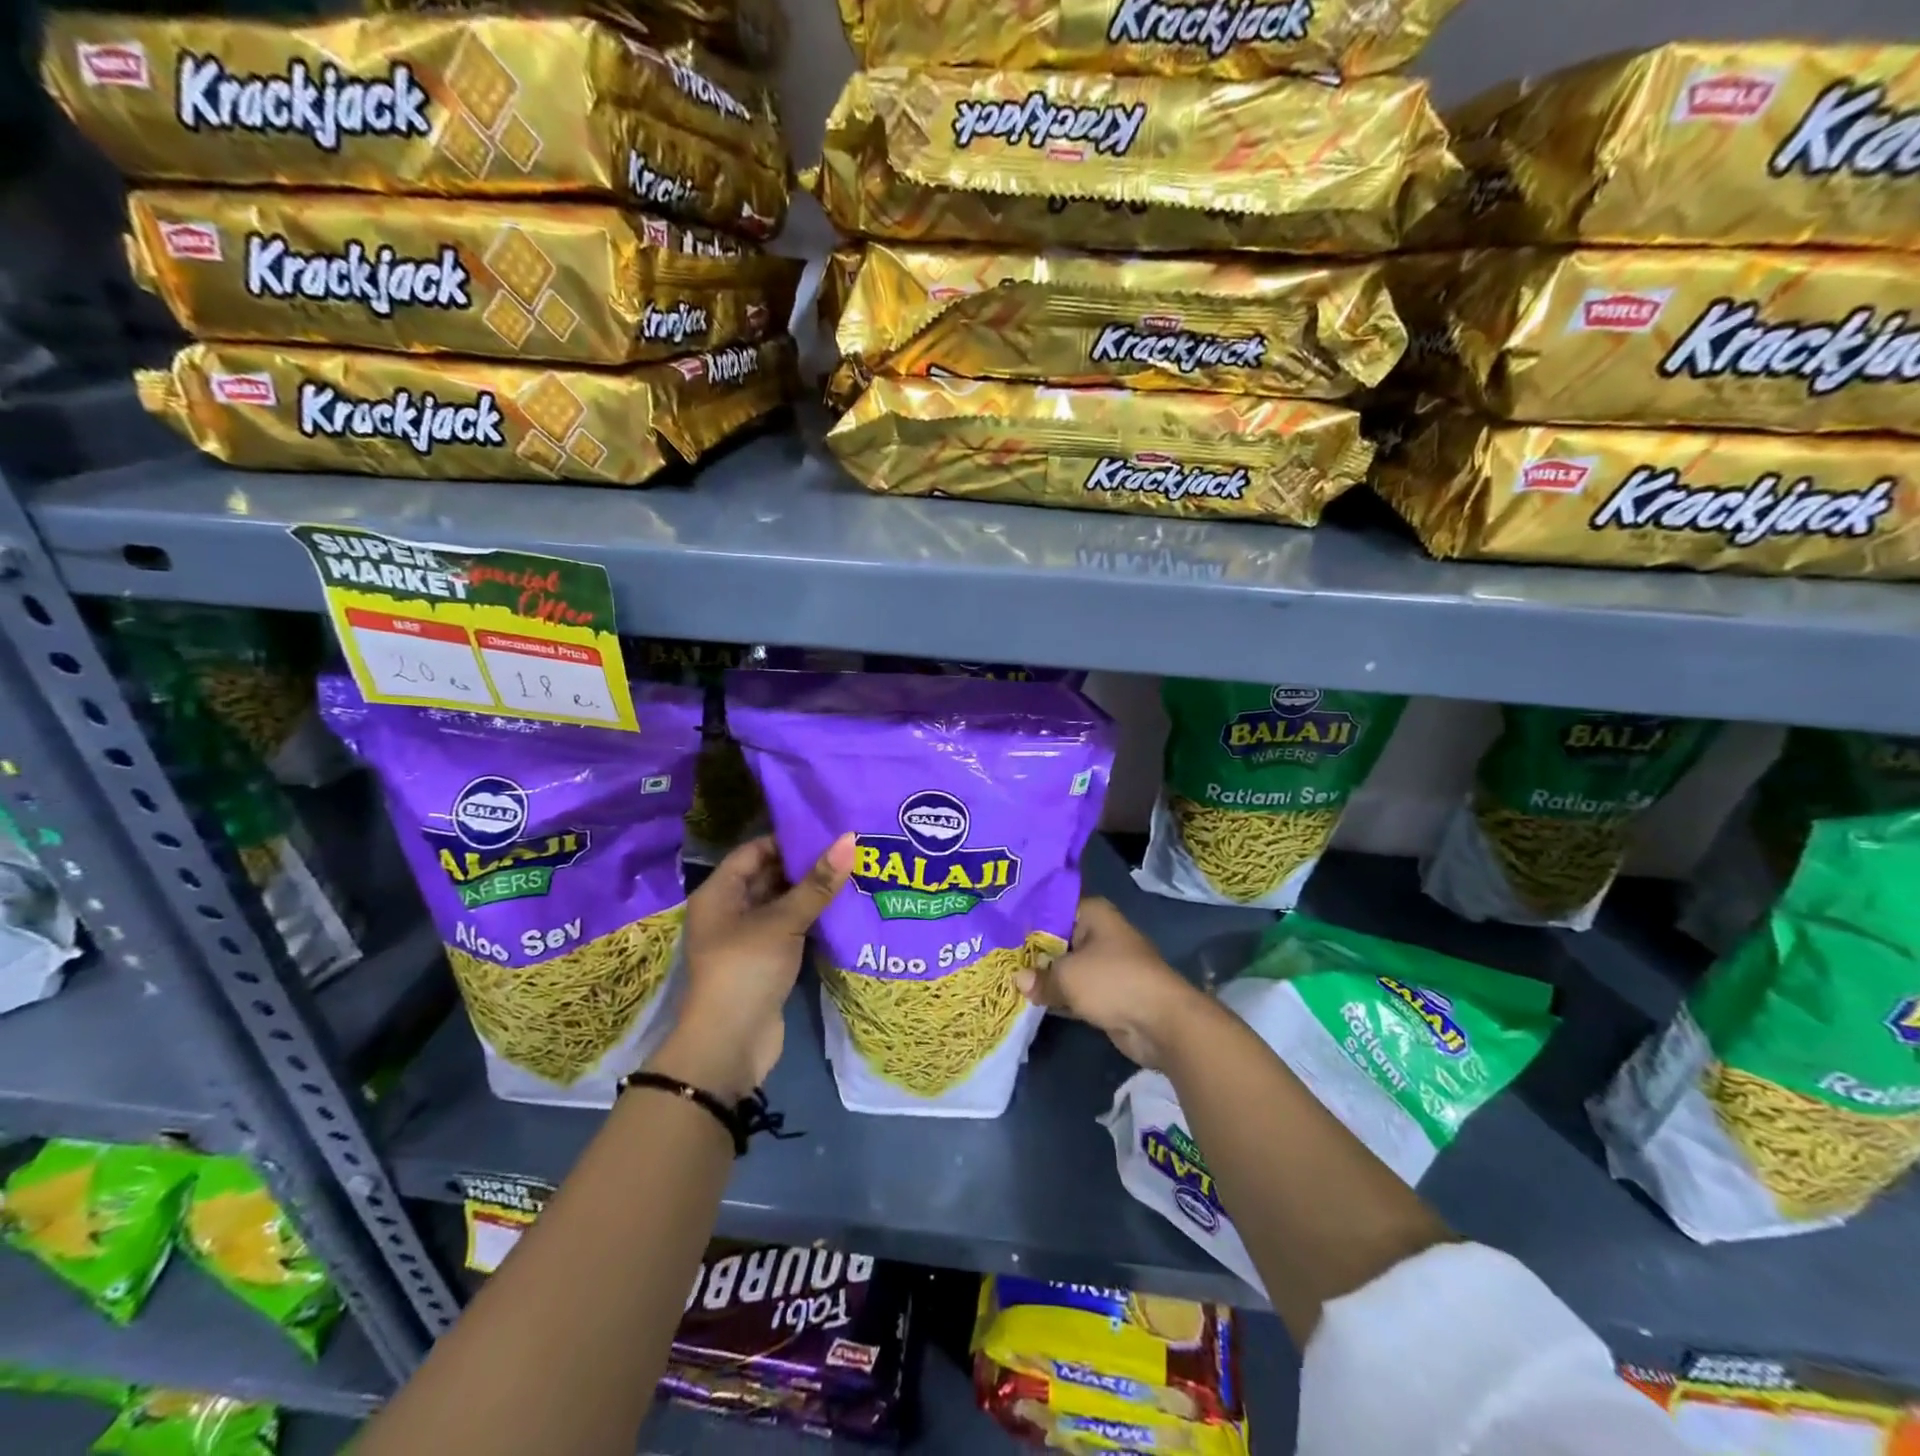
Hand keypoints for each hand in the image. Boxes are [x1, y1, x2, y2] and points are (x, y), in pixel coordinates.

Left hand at [649, 833, 853, 1101]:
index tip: (826, 831)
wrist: (729, 1046)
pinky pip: (791, 930)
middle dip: (806, 866)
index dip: (787, 840)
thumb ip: (817, 883)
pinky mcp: (767, 962)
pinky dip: (813, 920)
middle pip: (769, 876)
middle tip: (849, 850)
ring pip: (783, 905)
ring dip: (813, 894)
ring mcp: (748, 938)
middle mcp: (730, 911)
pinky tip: (845, 908)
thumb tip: (850, 839)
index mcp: (719, 893)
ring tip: (855, 873)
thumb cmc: (746, 969)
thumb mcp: (782, 922)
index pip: (754, 851)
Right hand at [1015, 897, 1208, 1070]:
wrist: (1161, 1022)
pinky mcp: (1107, 993)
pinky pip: (1075, 990)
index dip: (1026, 921)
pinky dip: (1058, 996)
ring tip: (1005, 979)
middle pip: (1057, 939)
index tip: (997, 930)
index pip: (1051, 909)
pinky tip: (1029, 1002)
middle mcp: (1099, 933)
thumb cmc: (1113, 982)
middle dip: (1031, 952)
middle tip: (994, 957)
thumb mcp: (1068, 977)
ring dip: (1045, 977)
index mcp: (1093, 914)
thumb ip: (1040, 978)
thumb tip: (1017, 981)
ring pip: (1065, 967)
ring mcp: (1104, 965)